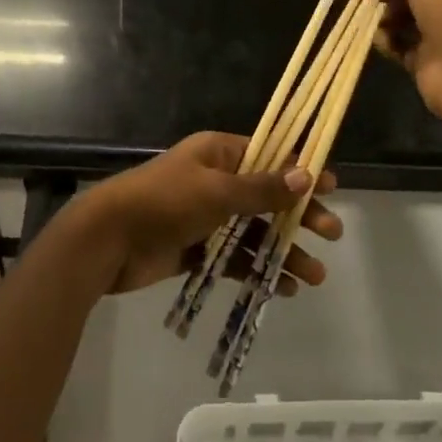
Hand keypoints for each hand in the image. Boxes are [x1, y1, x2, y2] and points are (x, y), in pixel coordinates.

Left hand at [68, 132, 339, 295]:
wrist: (108, 240)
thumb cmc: (164, 202)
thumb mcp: (216, 191)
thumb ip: (261, 188)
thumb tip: (306, 175)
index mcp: (218, 154)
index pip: (269, 156)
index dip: (299, 170)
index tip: (332, 186)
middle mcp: (215, 180)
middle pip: (266, 196)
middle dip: (298, 215)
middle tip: (332, 234)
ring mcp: (206, 216)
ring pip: (254, 231)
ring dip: (283, 250)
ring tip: (314, 276)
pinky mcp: (197, 248)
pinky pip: (235, 257)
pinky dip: (256, 268)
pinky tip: (282, 287)